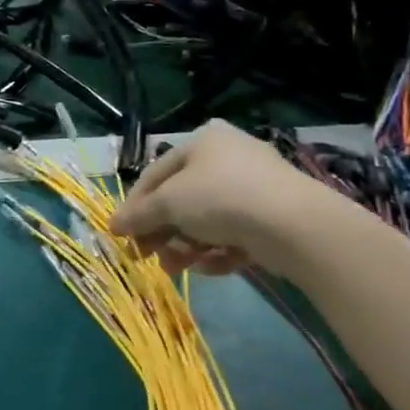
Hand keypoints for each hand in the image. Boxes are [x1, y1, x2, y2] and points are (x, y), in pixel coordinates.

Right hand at [108, 121, 335, 276]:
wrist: (295, 225)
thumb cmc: (220, 198)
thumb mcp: (168, 204)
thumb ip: (138, 215)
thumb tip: (113, 226)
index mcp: (202, 141)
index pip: (155, 174)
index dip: (134, 206)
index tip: (121, 235)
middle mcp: (229, 157)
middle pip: (181, 199)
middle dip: (162, 232)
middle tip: (146, 257)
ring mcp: (256, 186)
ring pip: (207, 220)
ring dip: (185, 246)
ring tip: (176, 269)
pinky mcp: (275, 216)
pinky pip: (235, 233)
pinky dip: (218, 251)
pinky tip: (210, 267)